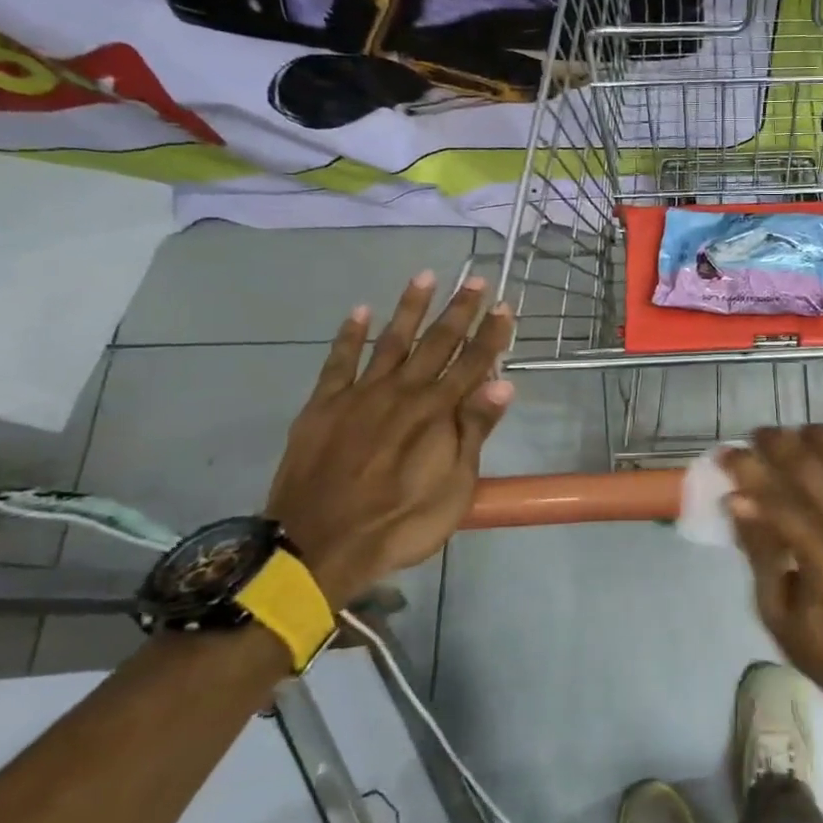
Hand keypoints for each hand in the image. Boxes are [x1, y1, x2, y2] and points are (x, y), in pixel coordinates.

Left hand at [265, 272, 513, 608]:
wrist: (318, 546)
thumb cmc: (401, 523)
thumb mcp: (455, 487)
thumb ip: (475, 430)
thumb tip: (503, 382)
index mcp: (437, 412)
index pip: (473, 363)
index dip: (491, 334)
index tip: (505, 305)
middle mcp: (403, 392)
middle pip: (437, 343)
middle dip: (458, 310)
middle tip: (475, 278)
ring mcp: (360, 395)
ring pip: (391, 341)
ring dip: (410, 307)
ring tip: (425, 276)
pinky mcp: (324, 405)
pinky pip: (339, 362)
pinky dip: (351, 335)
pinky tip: (361, 311)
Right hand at [720, 427, 822, 728]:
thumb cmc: (821, 648)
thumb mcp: (773, 609)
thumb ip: (759, 551)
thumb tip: (737, 499)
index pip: (779, 503)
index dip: (748, 474)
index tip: (728, 454)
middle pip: (816, 474)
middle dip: (780, 446)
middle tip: (758, 435)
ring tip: (800, 432)